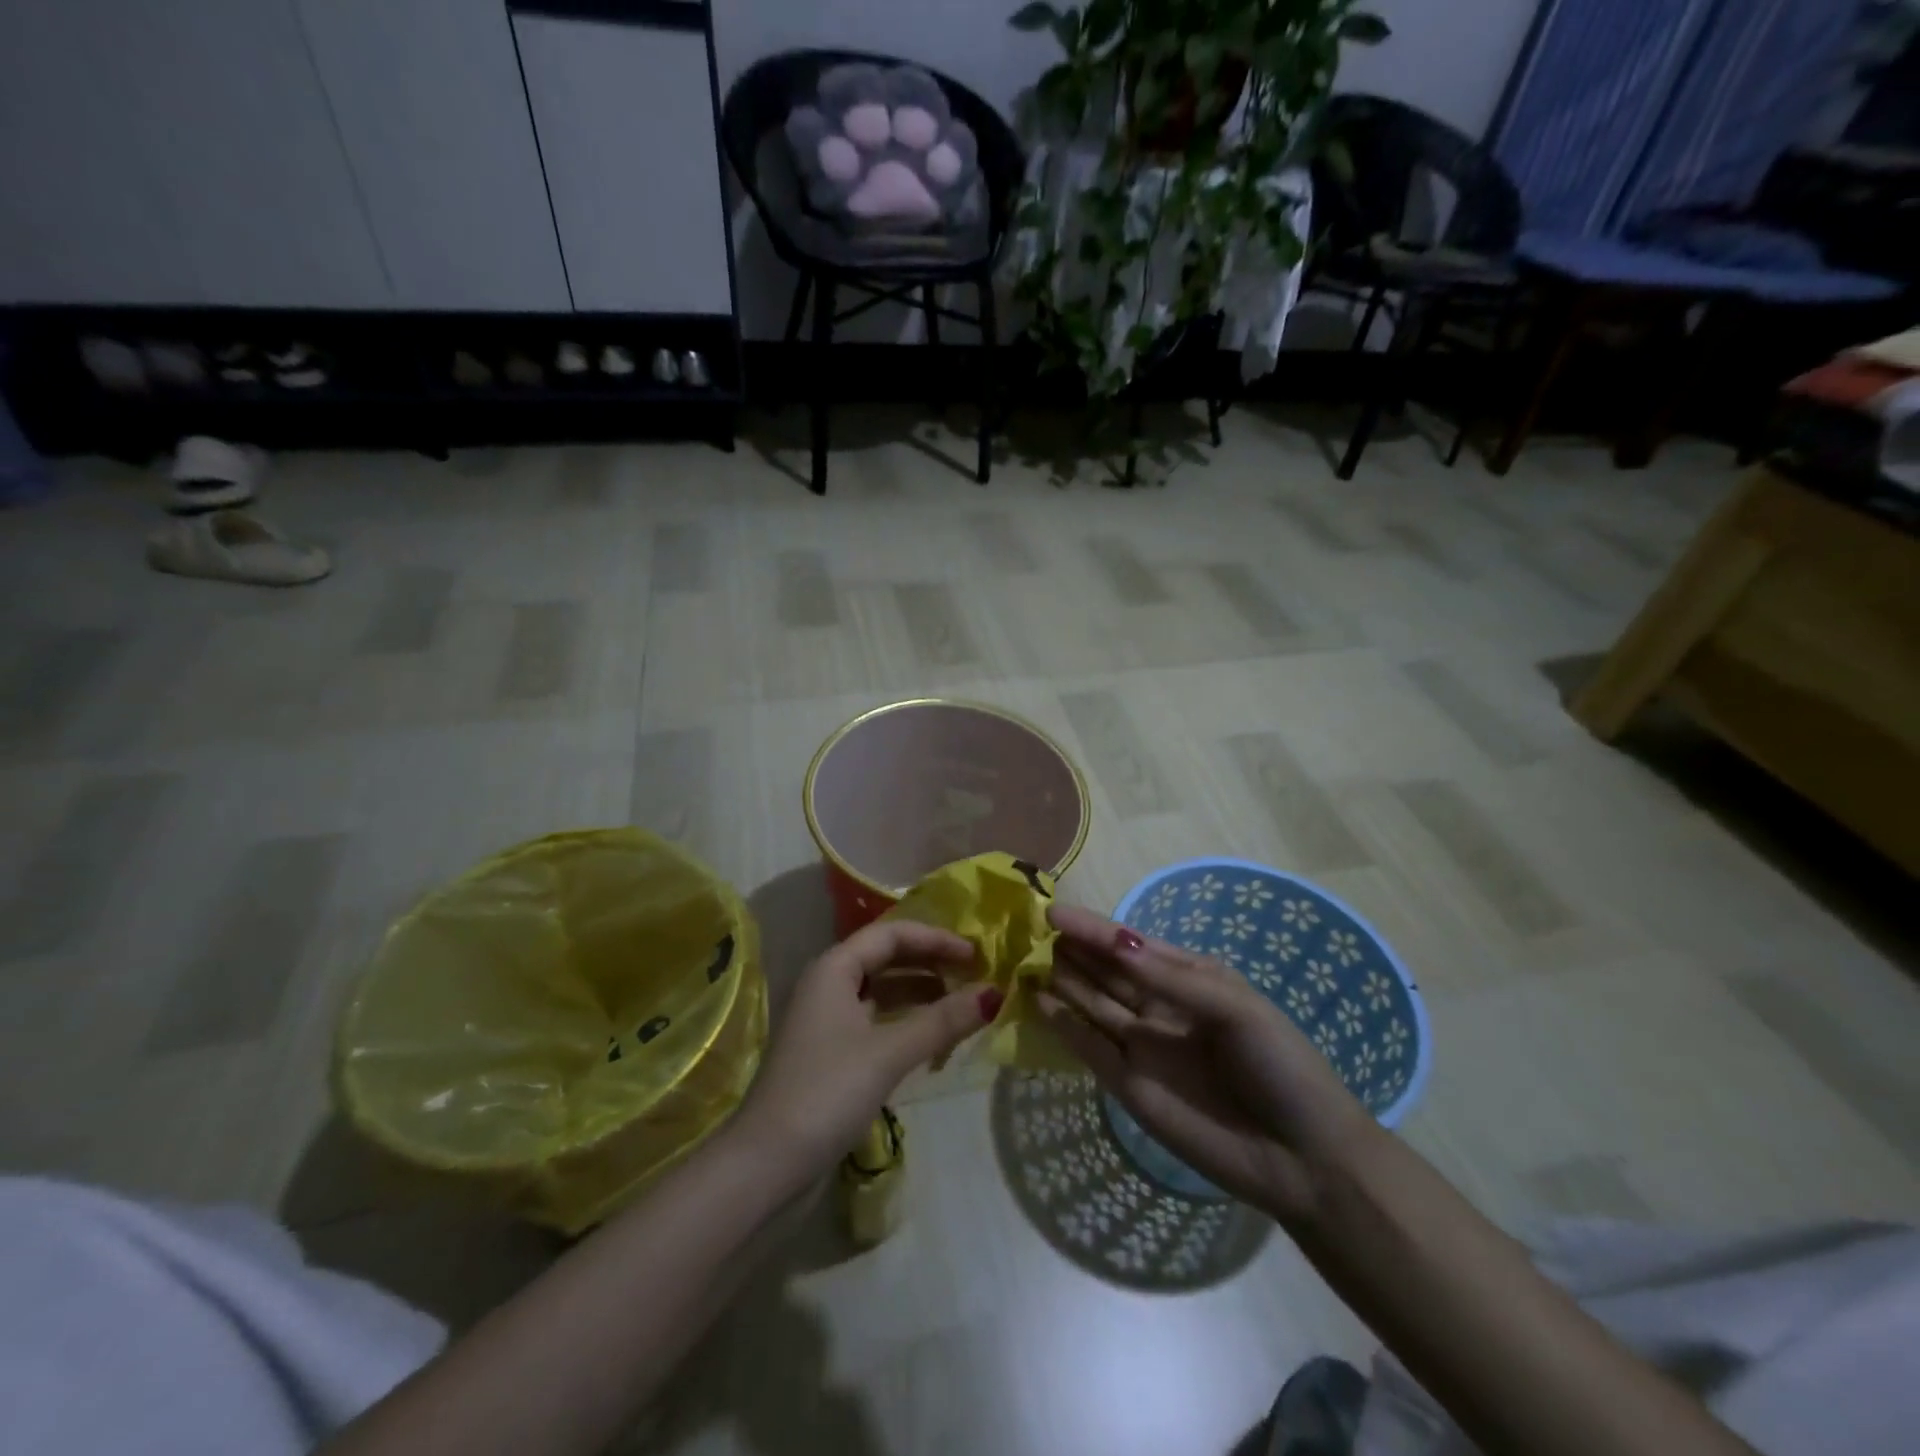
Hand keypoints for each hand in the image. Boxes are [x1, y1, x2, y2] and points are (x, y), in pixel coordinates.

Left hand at [732, 920, 996, 1192]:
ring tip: (962, 1005)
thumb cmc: (827, 1092)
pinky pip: (876, 1020)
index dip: (936, 939)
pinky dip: (906, 1022)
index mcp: (834, 968)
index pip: (892, 934)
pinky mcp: (831, 1053)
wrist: (767, 1164)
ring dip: (920, 993)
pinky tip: (933, 1037)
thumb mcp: (890, 1052)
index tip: (976, 954)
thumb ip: (942, 1020)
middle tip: (974, 976)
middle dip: (930, 963)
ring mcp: (827, 1020)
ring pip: (882, 991)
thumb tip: (995, 993)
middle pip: (886, 958)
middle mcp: (828, 984)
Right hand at [1038, 904, 1376, 1223]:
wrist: (1305, 1159)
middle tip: (1026, 927)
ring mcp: (1142, 1047)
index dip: (1093, 928)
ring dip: (1060, 980)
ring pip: (1092, 1003)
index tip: (1052, 911)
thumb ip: (1170, 979)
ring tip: (1021, 956)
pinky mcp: (1129, 1086)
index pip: (1131, 944)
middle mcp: (1160, 1006)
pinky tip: (1038, 1001)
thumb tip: (1114, 944)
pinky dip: (1064, 1024)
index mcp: (1190, 978)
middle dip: (1070, 948)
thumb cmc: (1279, 1065)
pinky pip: (1089, 1047)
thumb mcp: (1234, 1007)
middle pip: (1106, 971)